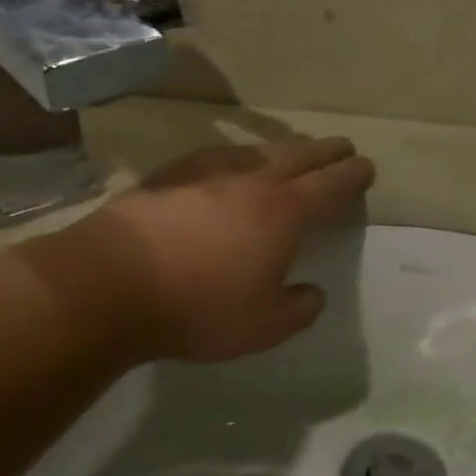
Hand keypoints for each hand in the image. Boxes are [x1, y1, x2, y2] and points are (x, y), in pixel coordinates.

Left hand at [53, 135, 374, 363]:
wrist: (108, 284)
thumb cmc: (198, 308)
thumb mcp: (265, 327)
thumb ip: (299, 309)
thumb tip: (312, 293)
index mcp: (285, 212)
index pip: (332, 185)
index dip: (353, 175)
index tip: (366, 168)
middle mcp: (254, 180)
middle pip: (301, 154)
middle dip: (327, 150)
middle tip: (343, 148)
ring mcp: (209, 171)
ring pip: (260, 149)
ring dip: (286, 148)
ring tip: (295, 151)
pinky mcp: (171, 173)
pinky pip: (221, 155)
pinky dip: (242, 156)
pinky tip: (233, 164)